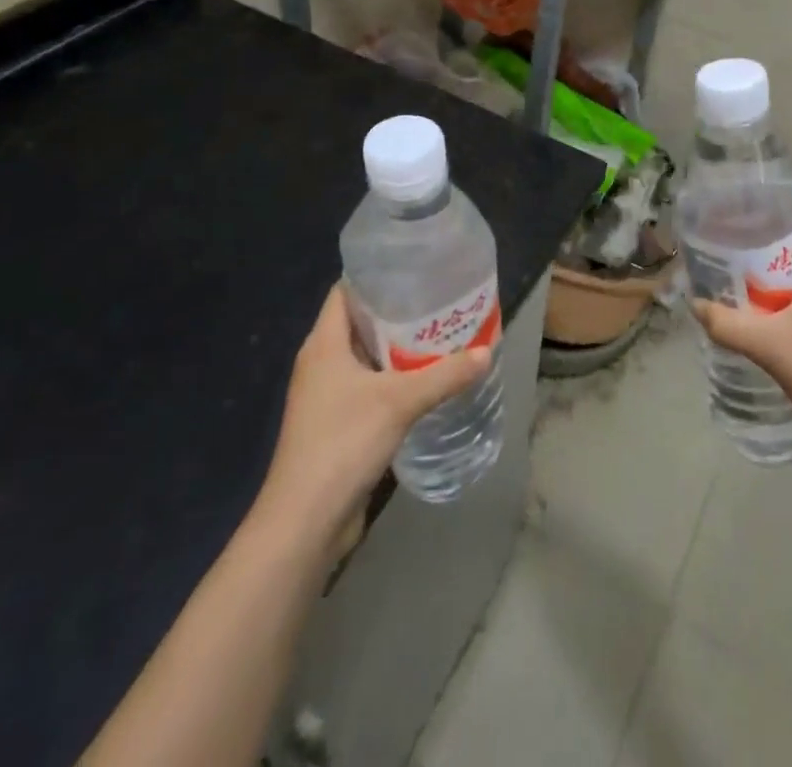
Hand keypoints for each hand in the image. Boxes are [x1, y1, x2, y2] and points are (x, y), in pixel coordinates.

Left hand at [255, 286, 489, 536]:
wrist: (304, 522)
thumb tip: (487, 351)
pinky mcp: (336, 424)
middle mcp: (321, 363)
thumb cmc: (342, 443)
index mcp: (323, 344)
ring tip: (440, 335)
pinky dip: (394, 378)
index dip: (376, 277)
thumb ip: (444, 375)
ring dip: (398, 348)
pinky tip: (425, 381)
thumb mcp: (399, 402)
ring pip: (366, 357)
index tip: (414, 270)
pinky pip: (368, 386)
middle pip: (359, 323)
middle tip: (439, 301)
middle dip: (397, 312)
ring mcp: (326, 396)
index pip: (345, 292)